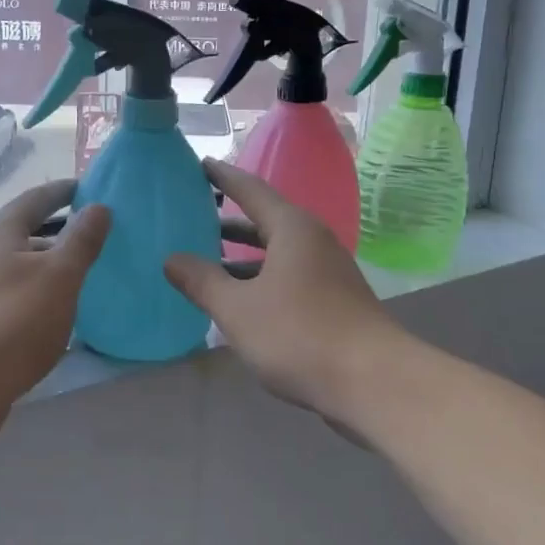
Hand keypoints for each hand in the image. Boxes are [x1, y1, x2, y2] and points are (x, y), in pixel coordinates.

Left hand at [0, 180, 109, 454]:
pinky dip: (40, 299)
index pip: (36, 200)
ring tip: (85, 279)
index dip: (63, 192)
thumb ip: (81, 241)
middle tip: (97, 238)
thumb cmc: (11, 322)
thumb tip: (99, 206)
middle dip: (60, 234)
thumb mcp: (58, 276)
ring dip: (50, 270)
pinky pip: (16, 300)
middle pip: (25, 235)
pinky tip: (59, 318)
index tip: (88, 187)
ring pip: (21, 271)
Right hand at [164, 161, 403, 425]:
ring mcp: (327, 271)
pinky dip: (260, 278)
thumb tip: (171, 258)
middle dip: (229, 219)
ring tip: (206, 259)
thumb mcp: (238, 309)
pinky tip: (239, 299)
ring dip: (243, 255)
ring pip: (276, 252)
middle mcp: (312, 241)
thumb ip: (202, 281)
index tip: (199, 164)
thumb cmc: (299, 334)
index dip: (223, 177)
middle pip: (265, 220)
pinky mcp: (333, 300)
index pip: (250, 189)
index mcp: (292, 228)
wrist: (373, 381)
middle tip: (193, 214)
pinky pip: (288, 276)